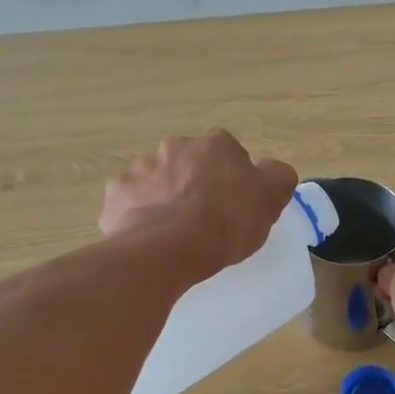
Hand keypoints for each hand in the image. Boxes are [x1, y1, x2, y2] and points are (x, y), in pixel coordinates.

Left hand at [100, 130, 297, 281]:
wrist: (168, 248)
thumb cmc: (226, 222)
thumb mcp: (270, 200)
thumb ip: (277, 177)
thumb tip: (273, 170)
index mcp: (216, 145)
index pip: (229, 154)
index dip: (234, 180)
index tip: (235, 206)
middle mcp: (175, 146)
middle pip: (189, 164)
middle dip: (194, 184)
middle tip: (205, 220)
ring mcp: (141, 168)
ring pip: (157, 181)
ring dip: (165, 198)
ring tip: (174, 234)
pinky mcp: (117, 194)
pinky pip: (131, 203)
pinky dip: (138, 216)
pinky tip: (149, 238)